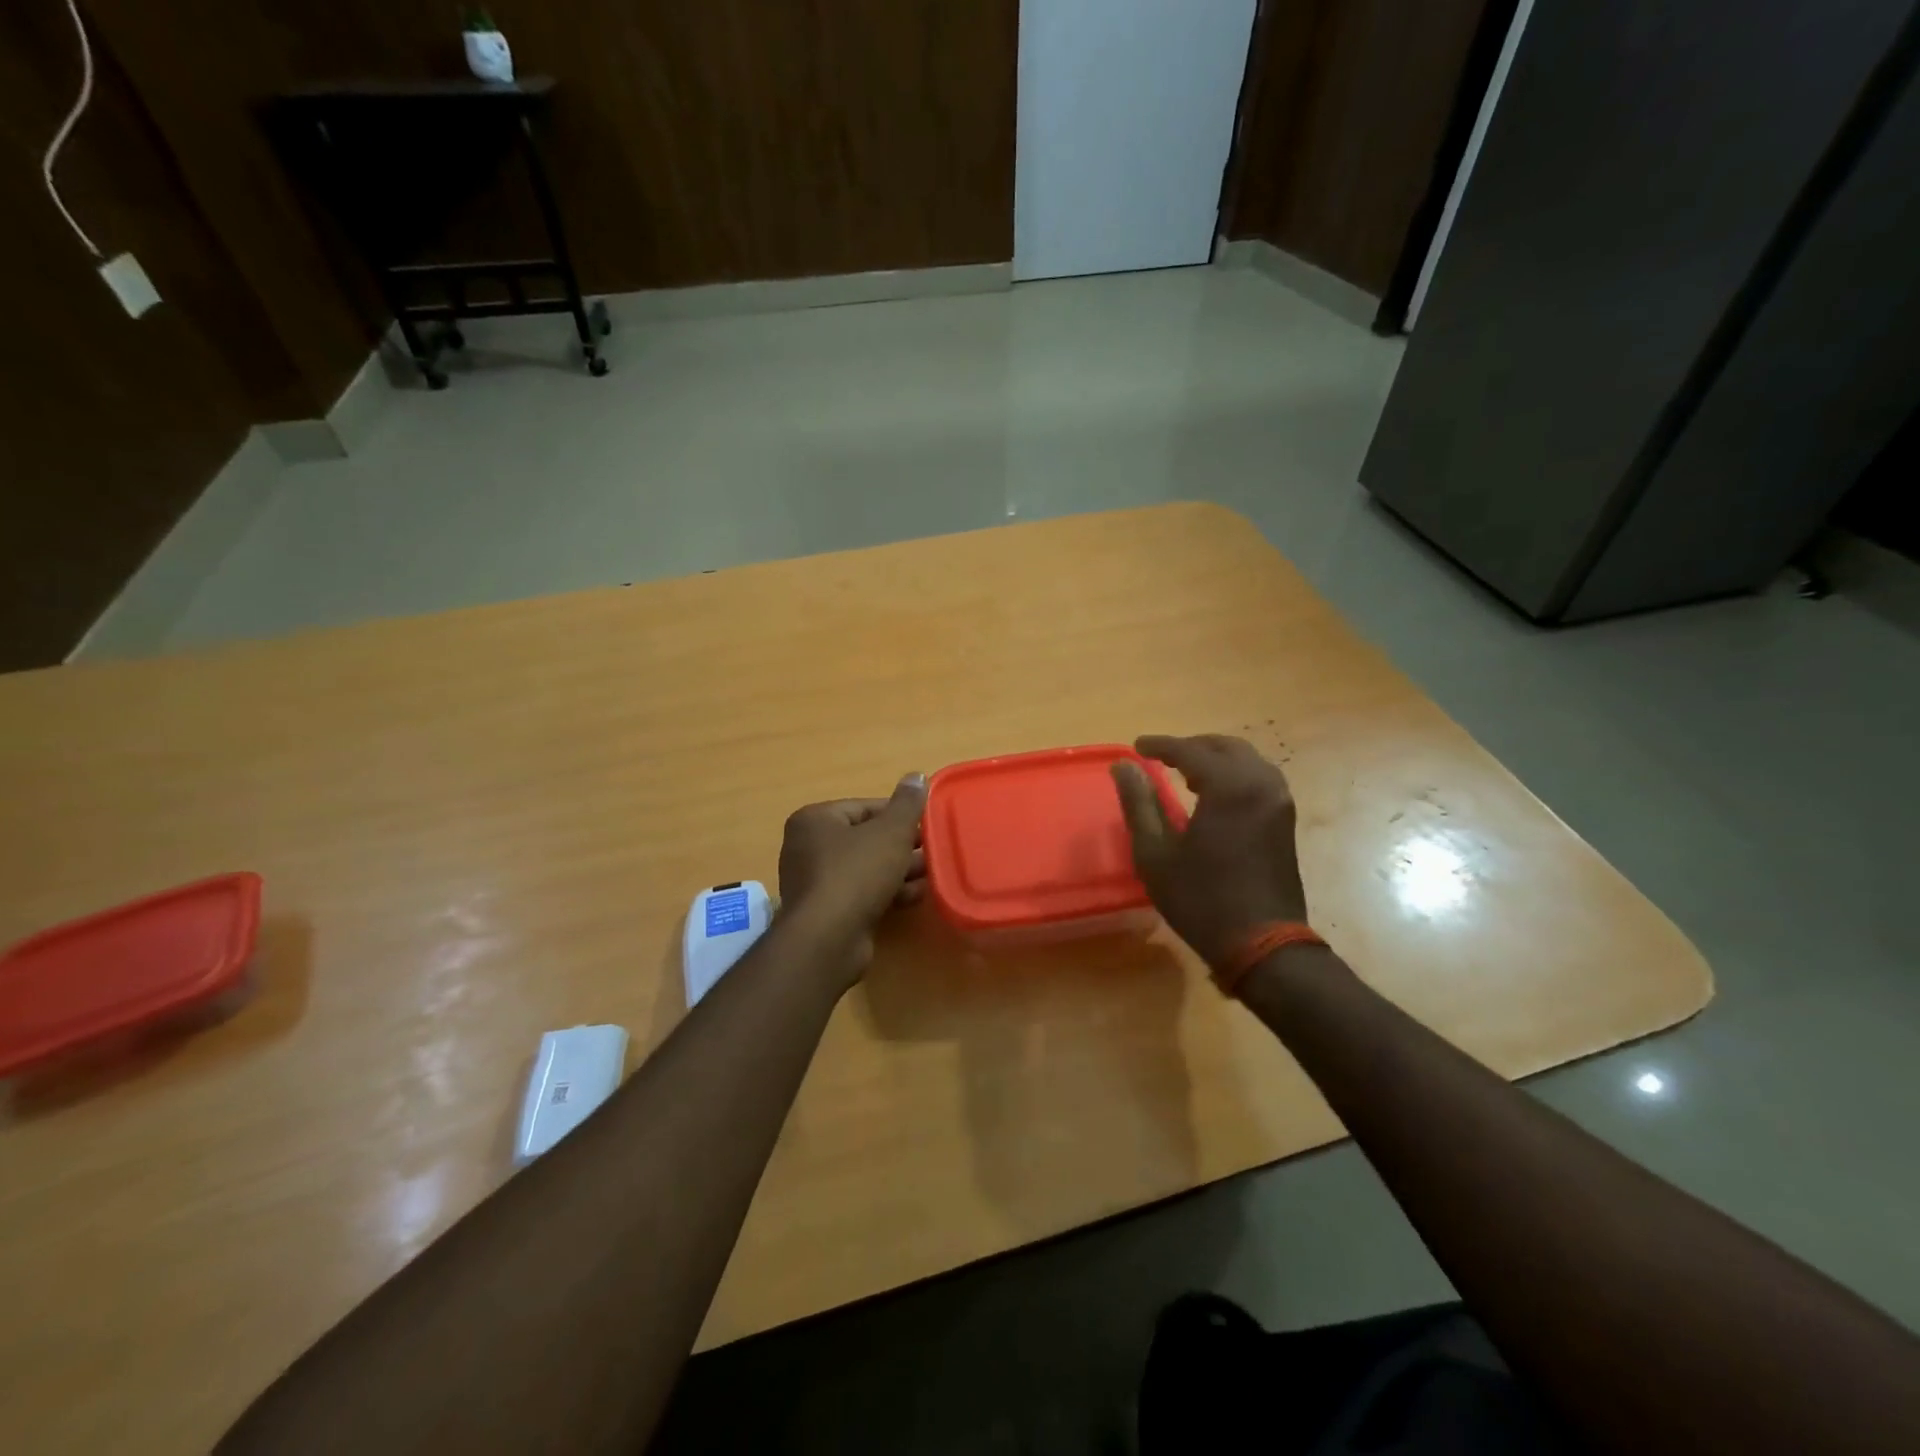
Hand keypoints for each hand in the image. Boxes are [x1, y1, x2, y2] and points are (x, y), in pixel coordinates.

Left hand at [777, 775, 927, 977]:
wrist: (828, 939)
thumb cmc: (856, 873)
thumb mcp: (890, 833)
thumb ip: (906, 805)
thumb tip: (916, 776)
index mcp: (815, 820)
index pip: (864, 807)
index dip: (899, 815)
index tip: (926, 824)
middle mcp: (807, 848)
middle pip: (865, 838)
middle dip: (901, 845)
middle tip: (932, 850)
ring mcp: (814, 883)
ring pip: (866, 868)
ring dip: (899, 870)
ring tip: (931, 873)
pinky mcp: (826, 912)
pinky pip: (861, 893)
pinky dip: (887, 892)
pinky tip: (916, 896)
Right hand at [1110, 735, 1308, 970]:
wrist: (1262, 943)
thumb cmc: (1201, 898)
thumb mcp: (1155, 853)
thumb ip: (1139, 803)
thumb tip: (1123, 766)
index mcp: (1229, 787)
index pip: (1190, 751)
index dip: (1161, 745)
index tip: (1138, 747)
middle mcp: (1261, 784)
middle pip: (1226, 747)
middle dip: (1192, 747)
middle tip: (1161, 757)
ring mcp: (1279, 802)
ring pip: (1247, 761)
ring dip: (1216, 760)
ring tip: (1186, 775)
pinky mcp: (1285, 821)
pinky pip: (1259, 780)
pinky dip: (1235, 775)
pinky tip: (1214, 796)